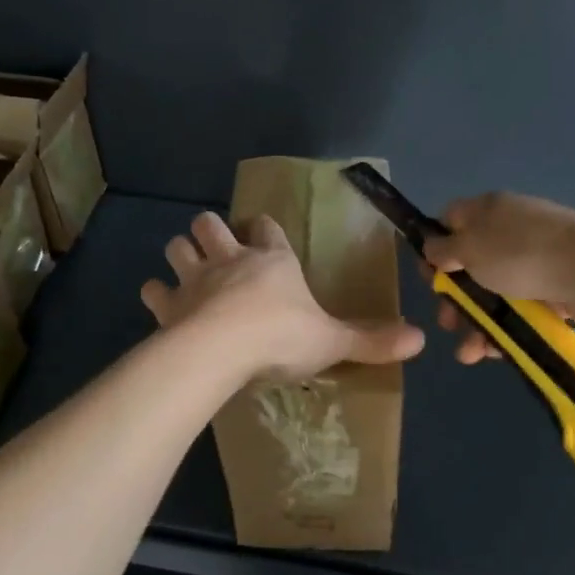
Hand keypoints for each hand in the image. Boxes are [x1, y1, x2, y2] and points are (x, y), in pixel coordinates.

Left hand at [141, 212, 423, 380]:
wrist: (223, 350)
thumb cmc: (282, 337)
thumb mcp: (332, 341)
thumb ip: (371, 340)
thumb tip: (421, 340)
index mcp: (272, 261)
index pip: (267, 228)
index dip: (264, 229)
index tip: (263, 233)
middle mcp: (230, 259)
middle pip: (211, 224)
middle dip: (211, 230)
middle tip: (216, 246)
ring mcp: (194, 278)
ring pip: (178, 247)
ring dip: (181, 253)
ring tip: (187, 269)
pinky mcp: (168, 304)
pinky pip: (154, 290)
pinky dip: (156, 293)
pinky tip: (161, 302)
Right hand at [420, 192, 574, 363]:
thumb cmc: (522, 254)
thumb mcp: (470, 247)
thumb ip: (443, 249)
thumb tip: (432, 247)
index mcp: (487, 211)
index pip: (449, 221)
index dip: (433, 248)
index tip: (429, 277)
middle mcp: (508, 231)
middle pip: (468, 264)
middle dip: (453, 298)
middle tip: (447, 322)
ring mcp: (532, 261)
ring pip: (491, 293)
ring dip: (475, 323)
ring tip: (469, 353)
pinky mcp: (552, 289)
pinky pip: (518, 310)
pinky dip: (504, 330)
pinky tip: (495, 352)